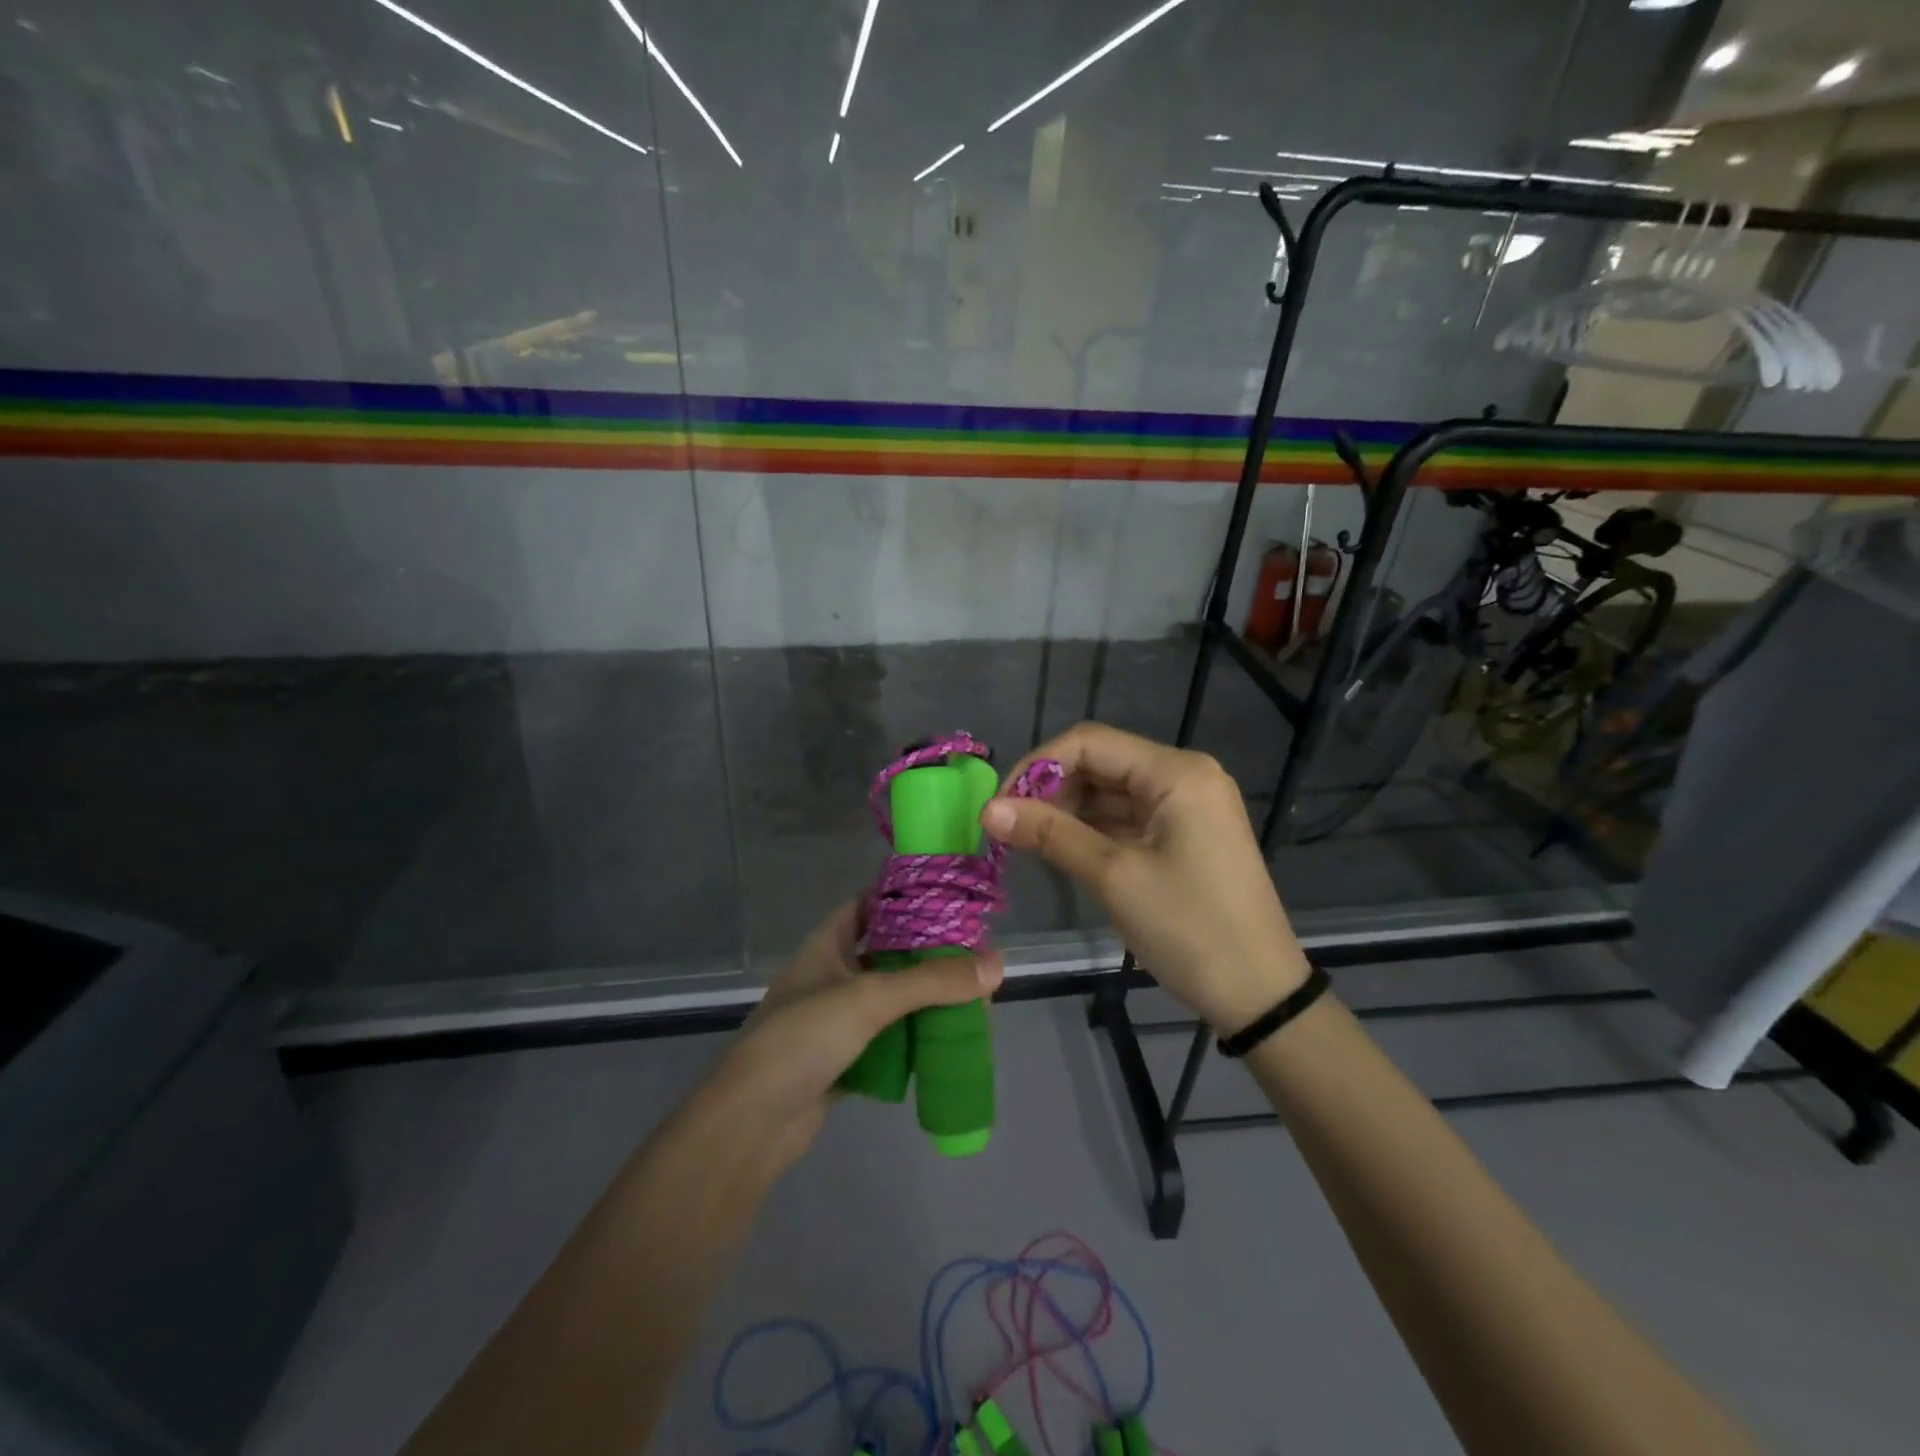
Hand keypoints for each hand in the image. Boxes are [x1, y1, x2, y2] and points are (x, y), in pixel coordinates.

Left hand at [709, 901, 1003, 1172]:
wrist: (752, 1123)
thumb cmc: (804, 1038)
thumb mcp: (870, 998)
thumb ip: (933, 981)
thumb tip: (997, 964)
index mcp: (827, 944)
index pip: (870, 903)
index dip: (906, 896)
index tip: (952, 897)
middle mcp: (832, 974)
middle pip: (888, 952)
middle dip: (928, 954)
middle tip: (975, 954)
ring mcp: (836, 1018)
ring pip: (891, 998)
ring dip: (926, 998)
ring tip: (973, 995)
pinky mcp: (844, 1058)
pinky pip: (889, 1038)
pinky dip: (915, 1037)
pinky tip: (948, 1037)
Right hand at [982, 722, 1308, 1033]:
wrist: (1260, 995)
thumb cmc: (1190, 929)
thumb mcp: (1114, 877)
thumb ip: (1050, 834)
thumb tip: (988, 810)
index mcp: (1176, 772)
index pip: (1090, 742)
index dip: (1037, 765)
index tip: (1000, 805)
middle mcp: (1184, 775)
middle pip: (1101, 762)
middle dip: (1051, 789)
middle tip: (1010, 828)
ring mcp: (1187, 805)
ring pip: (1111, 790)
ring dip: (1068, 810)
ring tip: (1029, 842)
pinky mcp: (1185, 833)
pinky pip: (1128, 816)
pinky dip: (1093, 828)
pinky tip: (1063, 849)